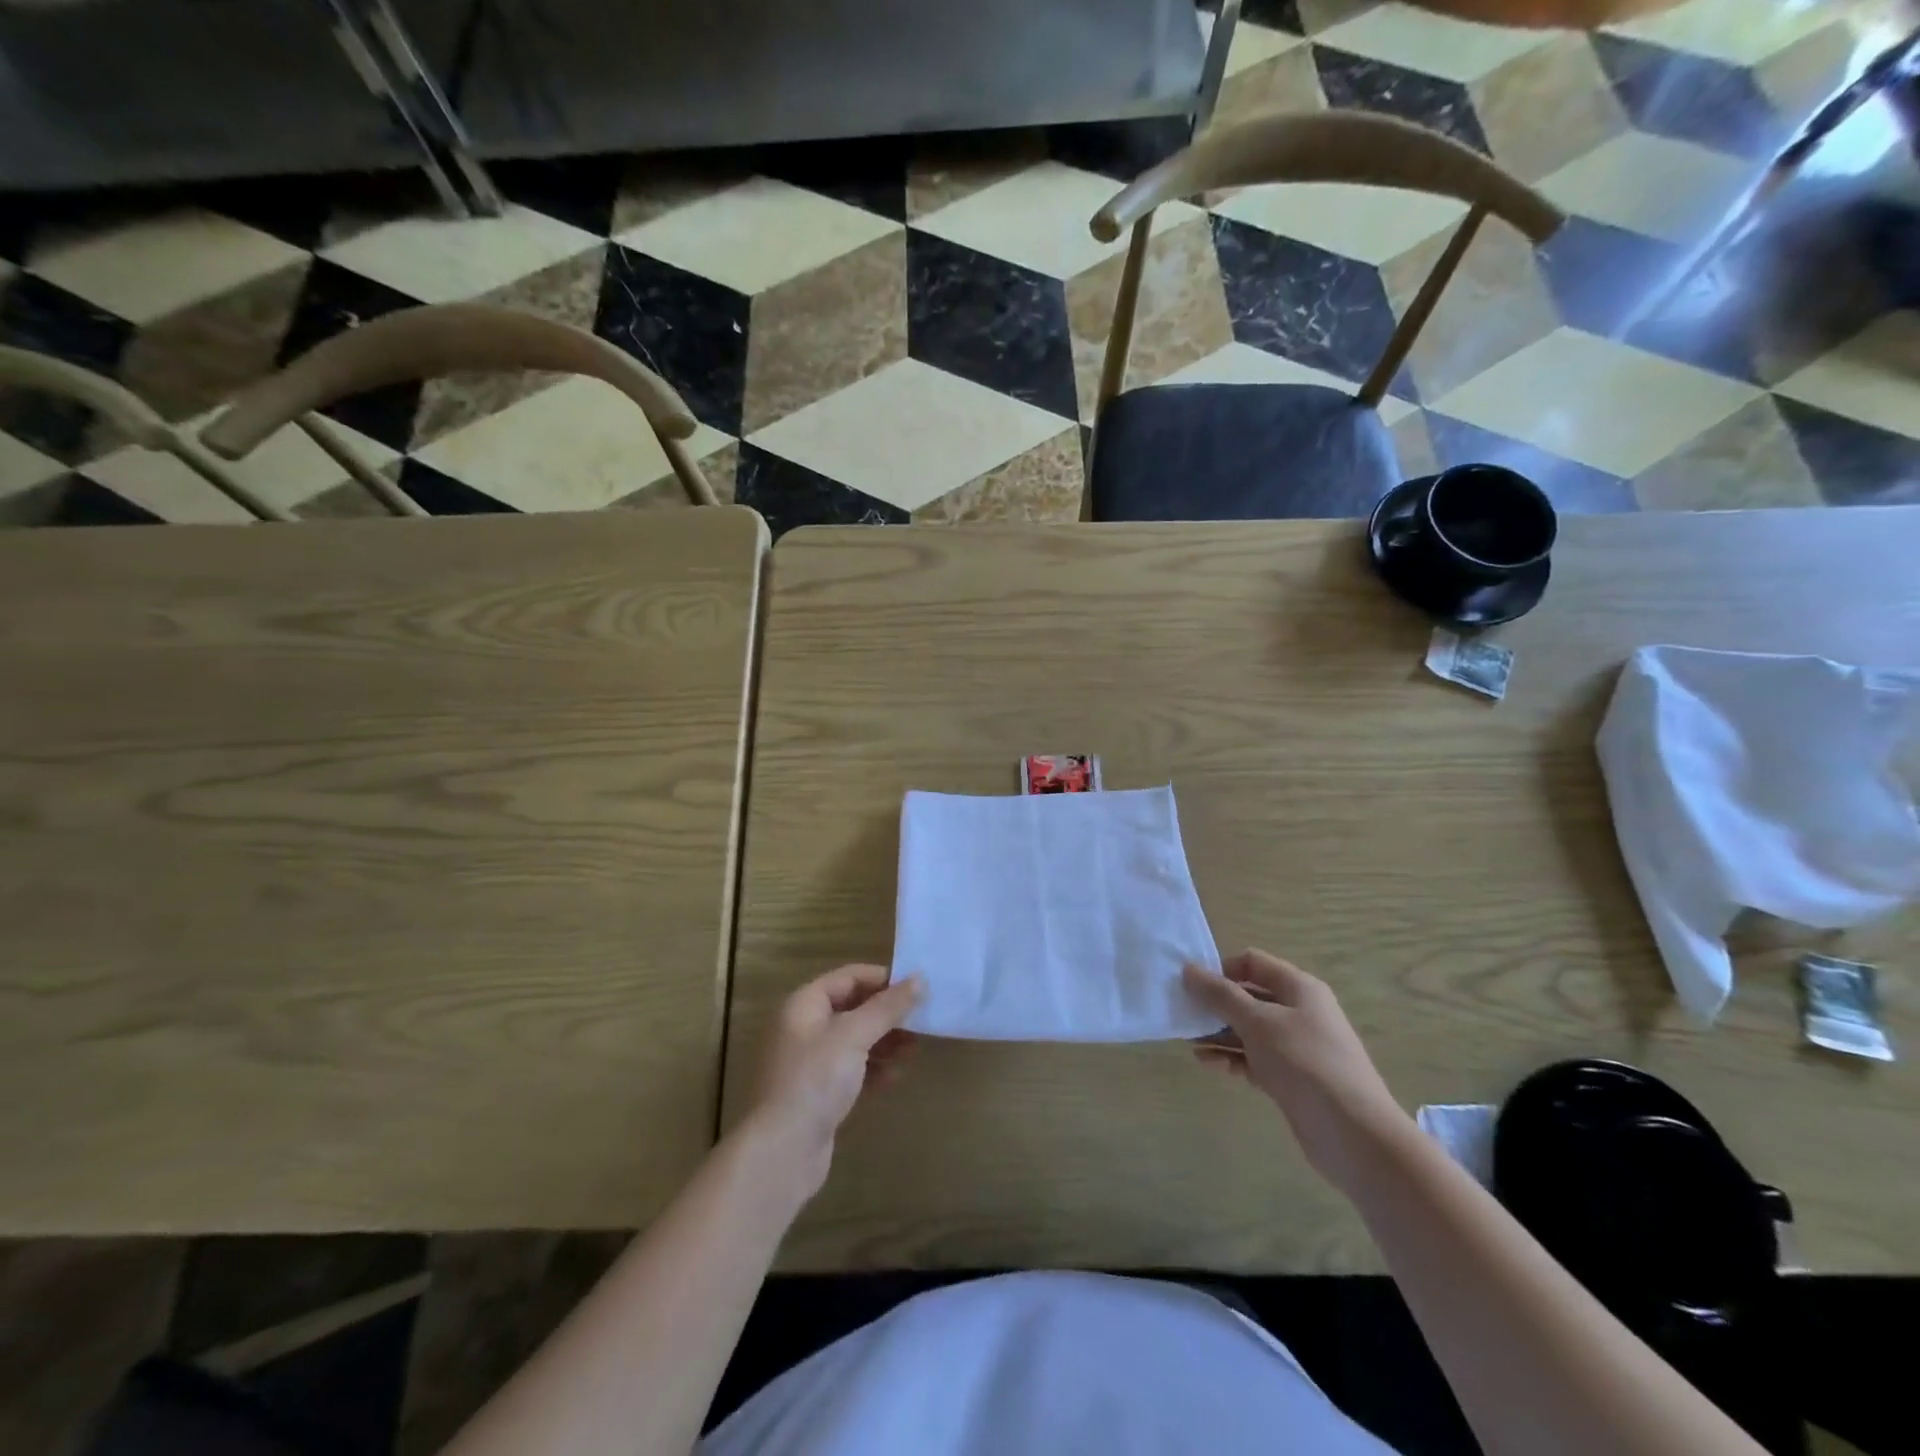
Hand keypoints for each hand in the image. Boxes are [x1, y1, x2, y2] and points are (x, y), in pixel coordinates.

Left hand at [746, 964, 922, 1198]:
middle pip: (852, 1008)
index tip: (917, 988)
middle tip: (922, 1020)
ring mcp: (809, 1063)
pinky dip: (873, 1069)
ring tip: (915, 1048)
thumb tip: (920, 979)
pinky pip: (851, 1070)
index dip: (883, 979)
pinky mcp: (817, 1094)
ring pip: (854, 1040)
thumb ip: (888, 1007)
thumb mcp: (854, 1035)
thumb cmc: (815, 1080)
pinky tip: (897, 1076)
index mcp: (804, 1004)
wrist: (782, 1152)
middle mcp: (803, 1028)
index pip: (848, 977)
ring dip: (885, 1041)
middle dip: (887, 1013)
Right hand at [1183, 950, 1410, 1193]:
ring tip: (1188, 1041)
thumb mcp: (1257, 1022)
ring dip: (1219, 1033)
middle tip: (1183, 1014)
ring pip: (1249, 1030)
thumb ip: (1220, 994)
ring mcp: (1296, 1047)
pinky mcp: (1292, 1078)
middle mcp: (1299, 1012)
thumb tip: (1188, 968)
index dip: (1221, 969)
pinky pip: (1255, 1058)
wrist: (1354, 1135)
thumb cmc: (1304, 1062)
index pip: (1252, 963)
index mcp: (1298, 988)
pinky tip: (1207, 1063)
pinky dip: (1232, 1057)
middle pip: (1249, 996)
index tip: (1192, 985)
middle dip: (1216, 1004)